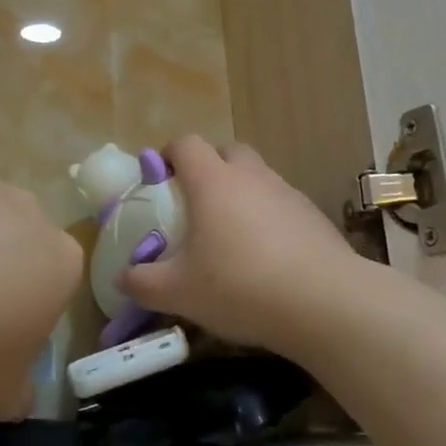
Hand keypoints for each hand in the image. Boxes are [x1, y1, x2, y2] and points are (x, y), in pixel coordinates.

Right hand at [116, 135, 364, 356]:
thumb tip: (122, 279)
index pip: (186, 144)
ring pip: (257, 176)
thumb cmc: (240, 286)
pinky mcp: (313, 214)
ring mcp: (286, 192)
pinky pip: (282, 203)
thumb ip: (143, 283)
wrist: (323, 301)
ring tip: (232, 235)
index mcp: (213, 181)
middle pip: (227, 151)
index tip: (159, 179)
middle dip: (209, 168)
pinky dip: (269, 217)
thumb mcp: (179, 292)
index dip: (169, 154)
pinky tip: (267, 255)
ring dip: (241, 193)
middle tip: (197, 204)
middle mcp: (251, 175)